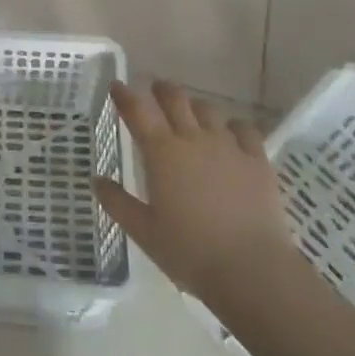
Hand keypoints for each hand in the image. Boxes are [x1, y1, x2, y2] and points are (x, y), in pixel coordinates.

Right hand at [94, 80, 294, 303]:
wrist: (252, 269)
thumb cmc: (190, 251)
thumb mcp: (144, 232)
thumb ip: (117, 203)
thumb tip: (96, 180)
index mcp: (162, 153)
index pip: (138, 111)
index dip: (125, 95)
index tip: (117, 85)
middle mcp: (193, 139)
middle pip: (175, 100)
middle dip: (162, 90)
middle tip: (154, 89)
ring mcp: (228, 147)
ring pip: (208, 110)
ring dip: (195, 106)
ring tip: (190, 112)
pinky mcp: (257, 160)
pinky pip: (244, 129)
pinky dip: (233, 126)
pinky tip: (231, 133)